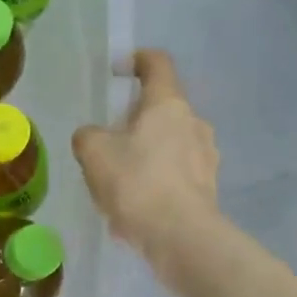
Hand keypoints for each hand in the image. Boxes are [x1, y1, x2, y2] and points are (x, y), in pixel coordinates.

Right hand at [72, 50, 219, 272]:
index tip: (119, 70)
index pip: (157, 64)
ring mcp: (206, 156)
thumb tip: (94, 136)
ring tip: (119, 180)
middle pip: (162, 108)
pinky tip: (135, 206)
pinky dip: (156, 181)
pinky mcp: (208, 188)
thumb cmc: (136, 182)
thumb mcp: (93, 152)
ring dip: (146, 152)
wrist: (180, 237)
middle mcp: (193, 122)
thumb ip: (88, 135)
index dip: (137, 60)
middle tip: (109, 140)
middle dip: (135, 119)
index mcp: (167, 104)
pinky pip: (176, 174)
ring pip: (170, 142)